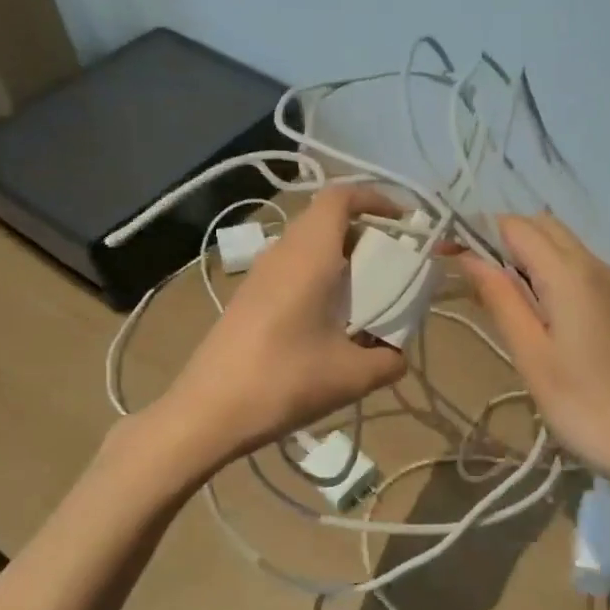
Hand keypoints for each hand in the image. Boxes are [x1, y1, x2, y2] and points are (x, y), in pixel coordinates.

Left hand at [158, 187, 407, 464]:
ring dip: (341, 259)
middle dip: (365, 233)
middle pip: (326, 219)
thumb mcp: (352, 376)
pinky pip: (292, 269)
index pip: (339, 197)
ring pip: (307, 245)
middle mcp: (282, 253)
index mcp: (308, 255)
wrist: (207, 412)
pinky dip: (319, 278)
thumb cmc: (284, 381)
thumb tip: (397, 354)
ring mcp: (259, 275)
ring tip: (366, 297)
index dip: (375, 198)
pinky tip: (329, 322)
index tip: (403, 222)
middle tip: (392, 267)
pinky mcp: (247, 297)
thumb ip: (388, 360)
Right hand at [461, 213, 609, 484]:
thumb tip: (468, 256)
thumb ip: (500, 299)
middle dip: (500, 240)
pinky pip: (574, 269)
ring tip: (496, 300)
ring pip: (559, 246)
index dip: (476, 232)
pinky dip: (545, 274)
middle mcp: (593, 265)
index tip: (445, 256)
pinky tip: (532, 314)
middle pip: (540, 227)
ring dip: (523, 257)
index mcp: (569, 273)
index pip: (515, 225)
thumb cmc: (584, 404)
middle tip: (471, 282)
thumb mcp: (531, 355)